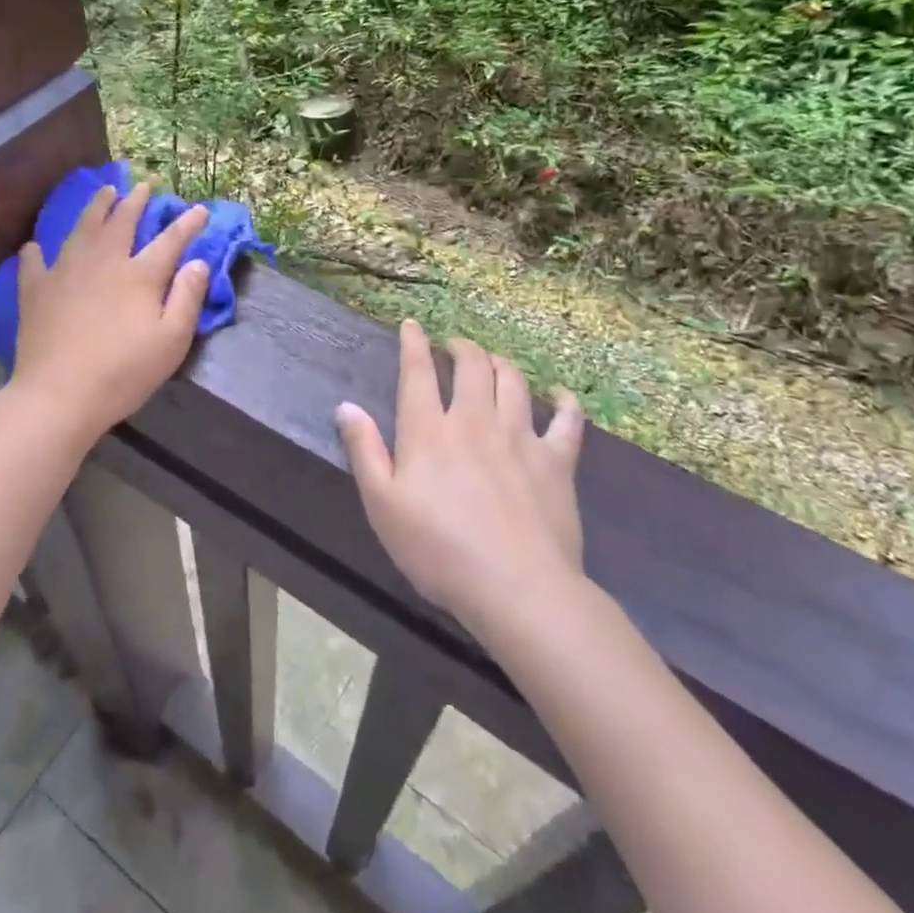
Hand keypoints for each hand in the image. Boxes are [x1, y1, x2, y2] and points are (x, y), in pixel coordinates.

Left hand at [11, 182, 210, 438]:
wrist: (59, 395)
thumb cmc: (124, 372)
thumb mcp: (172, 341)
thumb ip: (187, 298)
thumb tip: (198, 262)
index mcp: (139, 275)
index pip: (170, 240)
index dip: (187, 223)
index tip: (199, 209)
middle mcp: (103, 261)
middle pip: (122, 221)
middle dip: (136, 201)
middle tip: (144, 185)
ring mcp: (65, 271)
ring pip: (82, 228)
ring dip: (96, 207)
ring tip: (104, 191)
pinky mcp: (36, 290)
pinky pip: (34, 261)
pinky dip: (36, 251)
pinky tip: (34, 246)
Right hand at [336, 320, 586, 633]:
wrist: (516, 588)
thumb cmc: (438, 550)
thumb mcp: (382, 505)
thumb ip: (364, 451)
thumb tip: (347, 406)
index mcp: (429, 431)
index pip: (418, 371)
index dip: (413, 343)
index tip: (411, 325)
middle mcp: (474, 420)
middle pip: (471, 366)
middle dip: (461, 347)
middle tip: (454, 346)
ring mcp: (520, 437)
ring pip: (513, 381)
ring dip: (501, 363)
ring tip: (493, 361)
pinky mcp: (557, 461)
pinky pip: (566, 420)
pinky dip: (564, 402)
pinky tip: (560, 395)